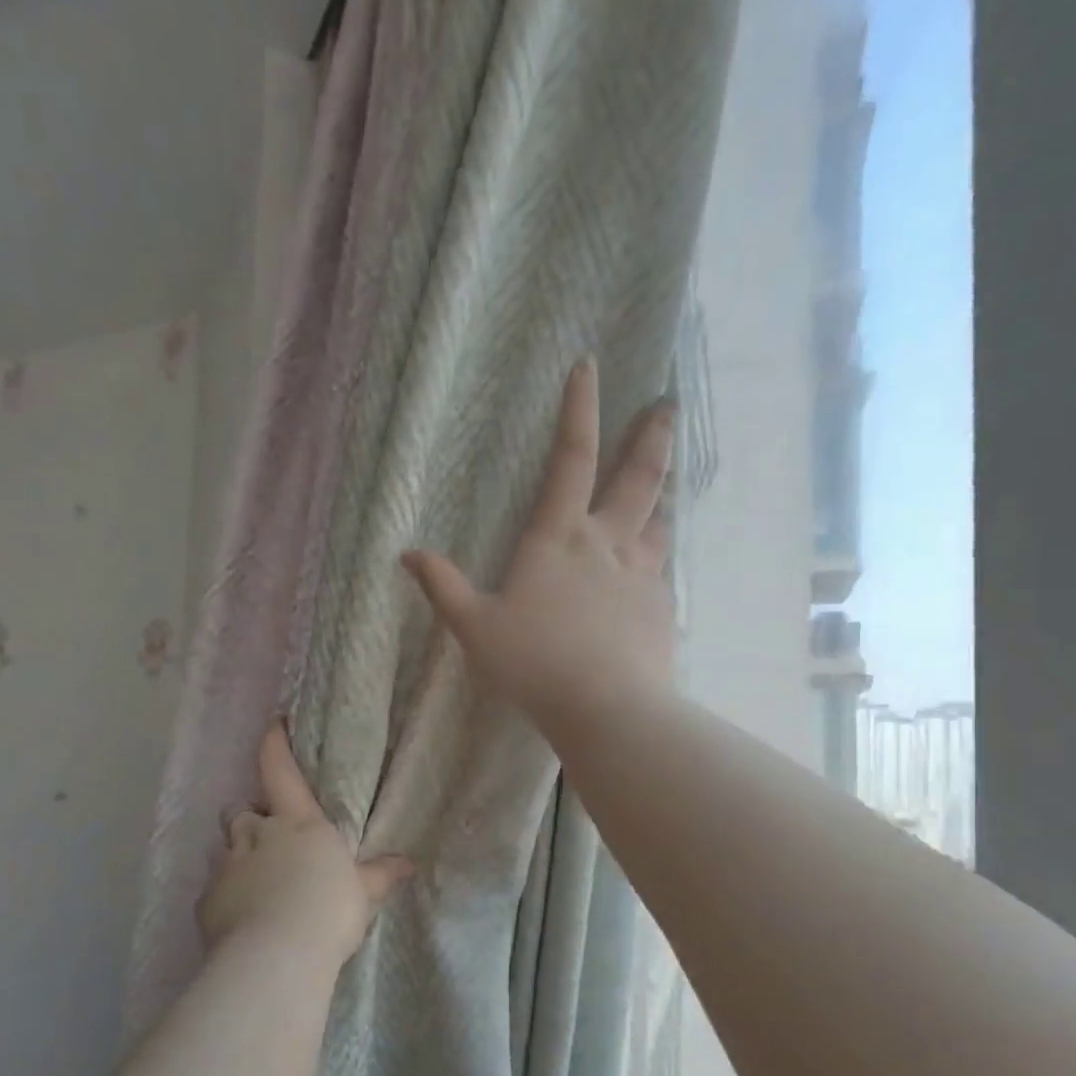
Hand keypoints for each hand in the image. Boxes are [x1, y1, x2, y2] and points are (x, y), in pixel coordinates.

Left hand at [197, 722, 413, 963]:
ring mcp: (227, 866)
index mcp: (297, 823)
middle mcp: (256, 835)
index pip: (279, 771)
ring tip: (255, 881)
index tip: (273, 724)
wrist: (277, 955)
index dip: (274, 744)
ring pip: (225, 847)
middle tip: (267, 837)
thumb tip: (409, 864)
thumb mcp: (364, 892)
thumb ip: (381, 875)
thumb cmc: (329, 910)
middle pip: (241, 811)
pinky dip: (226, 896)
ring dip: (238, 855)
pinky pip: (214, 889)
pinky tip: (242, 918)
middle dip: (250, 818)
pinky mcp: (207, 901)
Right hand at [401, 358, 677, 733]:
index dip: (577, 410)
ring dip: (662, 494)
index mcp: (559, 539)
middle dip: (651, 436)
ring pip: (658, 521)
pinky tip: (656, 568)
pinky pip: (661, 570)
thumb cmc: (534, 663)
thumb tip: (408, 554)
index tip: (588, 366)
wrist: (608, 708)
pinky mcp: (661, 608)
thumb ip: (444, 588)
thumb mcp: (475, 628)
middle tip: (668, 405)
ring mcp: (641, 575)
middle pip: (637, 478)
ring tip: (667, 481)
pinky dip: (658, 557)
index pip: (570, 459)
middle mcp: (606, 545)